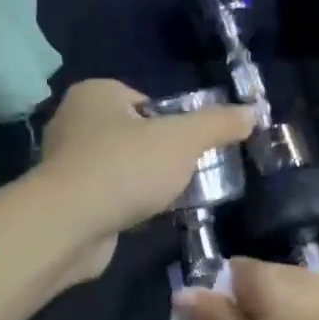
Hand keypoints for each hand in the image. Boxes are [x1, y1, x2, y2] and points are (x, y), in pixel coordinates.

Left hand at [36, 80, 254, 280]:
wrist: (71, 225)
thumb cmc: (126, 167)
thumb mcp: (184, 140)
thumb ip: (219, 124)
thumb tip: (253, 113)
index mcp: (95, 94)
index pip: (145, 102)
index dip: (173, 124)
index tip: (191, 149)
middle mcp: (73, 122)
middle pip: (134, 136)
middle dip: (160, 157)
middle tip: (186, 176)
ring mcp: (65, 164)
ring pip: (121, 169)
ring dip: (144, 185)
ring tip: (169, 201)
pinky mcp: (65, 201)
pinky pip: (107, 197)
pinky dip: (126, 207)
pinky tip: (143, 220)